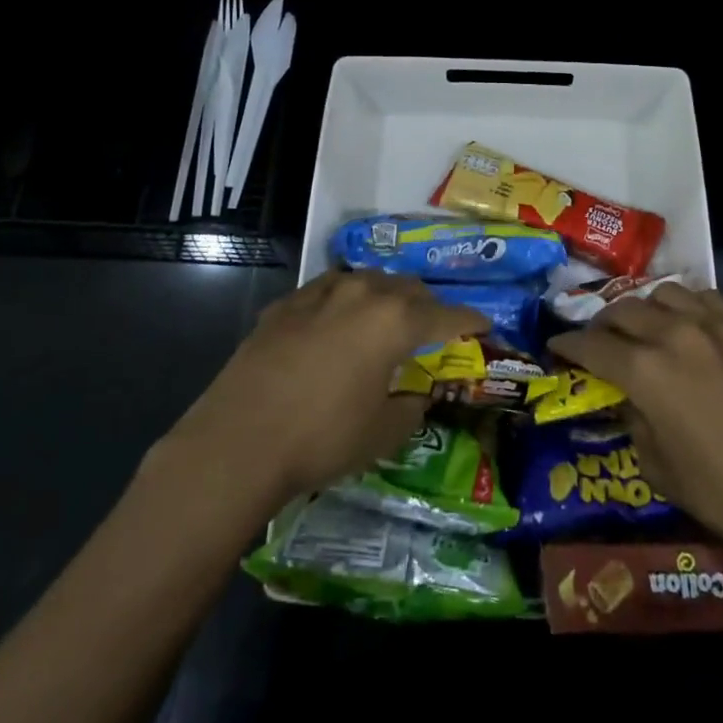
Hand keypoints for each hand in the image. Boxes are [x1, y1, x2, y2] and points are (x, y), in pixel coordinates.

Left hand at [163, 271, 486, 508]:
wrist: (238, 441)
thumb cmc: (322, 439)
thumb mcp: (383, 433)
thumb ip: (411, 406)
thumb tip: (416, 393)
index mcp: (395, 320)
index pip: (447, 315)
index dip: (470, 321)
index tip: (484, 325)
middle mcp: (362, 293)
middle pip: (407, 288)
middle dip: (427, 305)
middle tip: (433, 328)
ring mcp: (319, 293)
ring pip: (366, 281)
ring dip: (385, 297)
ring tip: (385, 319)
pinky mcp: (285, 305)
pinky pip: (327, 292)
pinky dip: (343, 302)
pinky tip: (335, 323)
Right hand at [546, 283, 722, 572]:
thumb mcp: (661, 471)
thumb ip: (635, 426)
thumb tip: (631, 403)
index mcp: (646, 372)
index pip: (592, 346)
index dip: (567, 345)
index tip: (556, 346)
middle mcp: (675, 335)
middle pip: (623, 311)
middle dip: (602, 324)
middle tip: (599, 340)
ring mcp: (716, 325)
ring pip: (663, 294)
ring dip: (644, 309)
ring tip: (645, 327)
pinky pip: (706, 299)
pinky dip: (688, 306)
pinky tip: (690, 324)